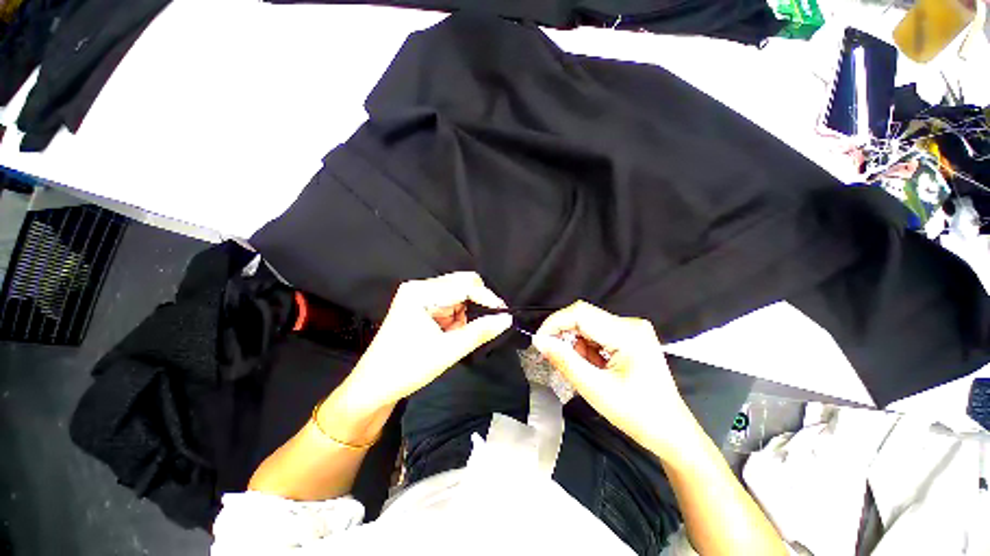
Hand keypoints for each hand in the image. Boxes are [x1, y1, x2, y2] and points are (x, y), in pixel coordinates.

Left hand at [329, 272, 511, 419]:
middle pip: (460, 285)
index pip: (464, 285)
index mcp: (421, 292)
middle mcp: (419, 287)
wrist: (373, 387)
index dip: (487, 297)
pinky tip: (452, 334)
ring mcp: (418, 296)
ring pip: (457, 295)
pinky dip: (457, 318)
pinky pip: (449, 304)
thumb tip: (507, 319)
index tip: (504, 314)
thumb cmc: (407, 368)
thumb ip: (480, 332)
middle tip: (489, 324)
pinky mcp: (420, 306)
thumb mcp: (448, 351)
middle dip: (477, 304)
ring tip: (461, 336)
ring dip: (466, 313)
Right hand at [532, 301, 694, 456]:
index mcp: (627, 333)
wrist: (671, 432)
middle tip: (555, 359)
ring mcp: (632, 329)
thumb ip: (565, 361)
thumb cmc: (637, 415)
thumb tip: (539, 341)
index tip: (539, 342)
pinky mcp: (630, 337)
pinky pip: (598, 334)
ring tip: (584, 371)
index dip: (555, 323)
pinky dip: (587, 349)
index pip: (581, 313)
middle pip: (584, 317)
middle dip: (565, 336)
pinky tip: (594, 368)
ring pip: (589, 326)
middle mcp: (630, 324)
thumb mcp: (595, 389)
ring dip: (577, 345)